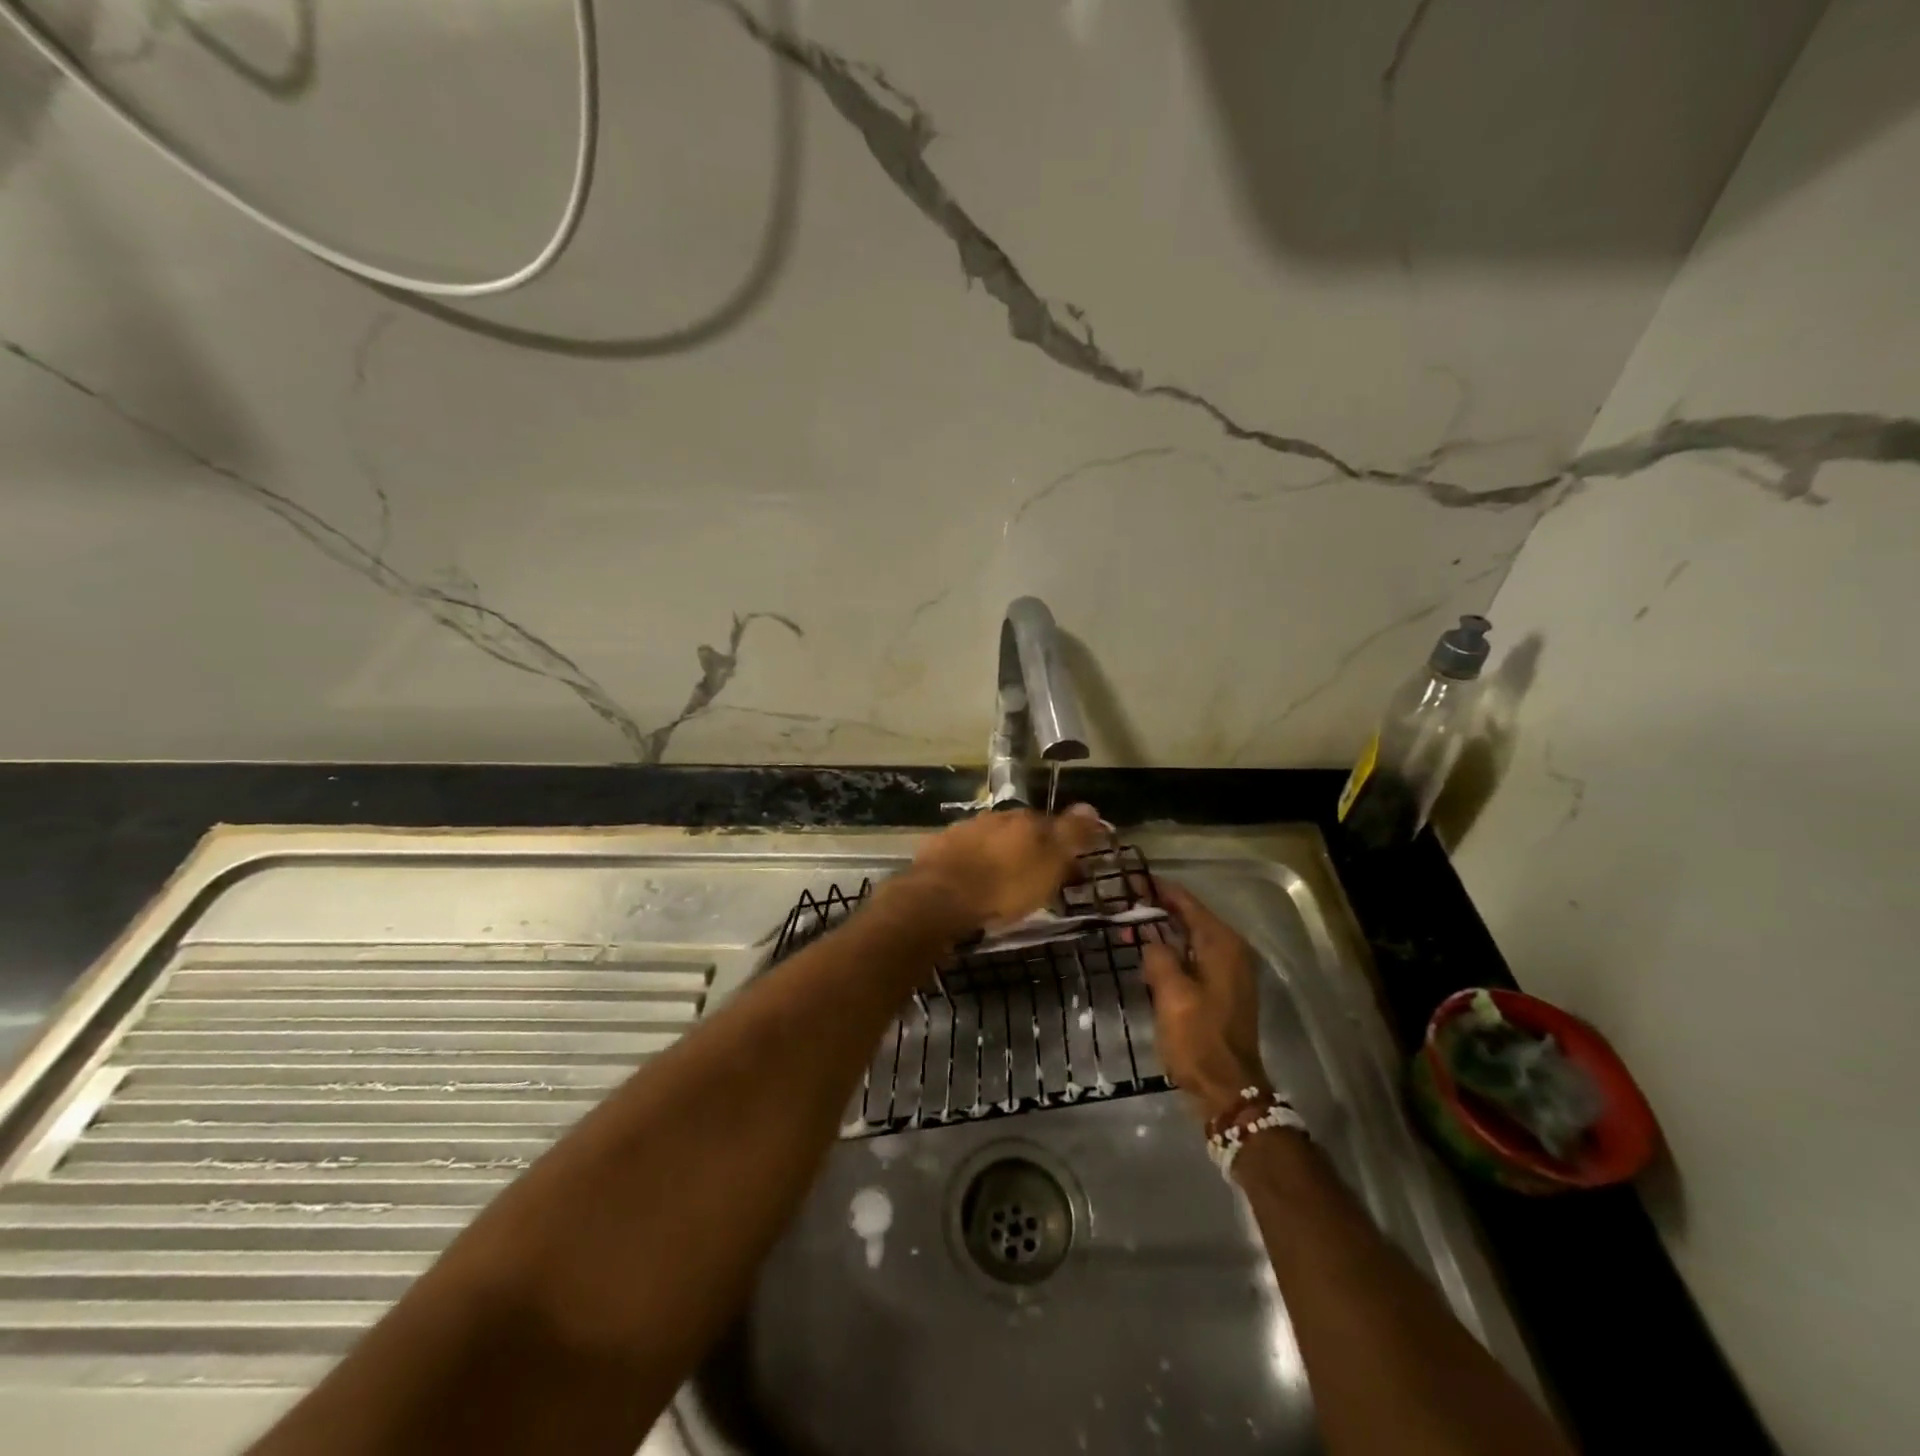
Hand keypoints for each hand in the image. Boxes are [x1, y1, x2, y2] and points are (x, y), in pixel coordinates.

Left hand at [906, 805, 1106, 930]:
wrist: (940, 897)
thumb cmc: (1004, 886)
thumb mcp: (1049, 864)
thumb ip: (1070, 835)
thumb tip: (1091, 807)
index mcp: (1025, 820)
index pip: (1051, 824)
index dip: (1060, 846)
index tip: (1066, 868)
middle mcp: (995, 817)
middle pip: (1019, 831)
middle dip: (1027, 850)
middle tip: (1033, 878)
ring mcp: (964, 830)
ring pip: (990, 840)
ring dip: (998, 856)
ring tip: (1000, 884)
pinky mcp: (939, 848)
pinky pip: (964, 853)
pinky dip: (971, 864)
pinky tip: (970, 883)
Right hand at [1143, 881, 1269, 1121]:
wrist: (1227, 1088)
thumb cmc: (1198, 1037)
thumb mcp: (1172, 994)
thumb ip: (1158, 955)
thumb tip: (1149, 938)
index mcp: (1222, 945)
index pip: (1188, 903)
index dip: (1159, 890)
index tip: (1131, 879)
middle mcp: (1230, 951)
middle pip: (1190, 918)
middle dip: (1158, 909)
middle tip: (1123, 902)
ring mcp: (1228, 971)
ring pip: (1190, 938)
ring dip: (1162, 931)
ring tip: (1129, 926)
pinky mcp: (1221, 990)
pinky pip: (1193, 957)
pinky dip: (1172, 951)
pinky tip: (1148, 955)